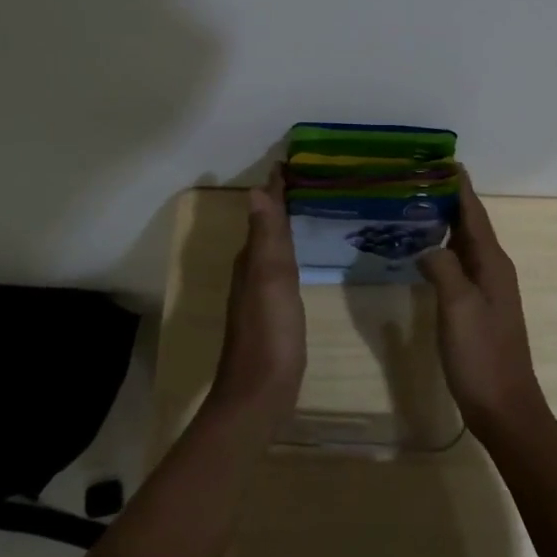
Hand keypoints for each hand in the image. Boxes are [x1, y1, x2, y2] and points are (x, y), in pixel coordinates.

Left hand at [210, 168, 306, 419]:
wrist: (260, 393)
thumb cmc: (270, 333)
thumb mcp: (270, 279)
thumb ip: (266, 237)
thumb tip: (256, 190)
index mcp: (251, 260)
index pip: (263, 213)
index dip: (275, 189)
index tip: (289, 163)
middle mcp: (250, 271)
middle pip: (265, 227)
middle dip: (279, 202)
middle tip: (304, 180)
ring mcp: (258, 294)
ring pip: (270, 248)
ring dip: (283, 227)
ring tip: (305, 210)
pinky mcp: (271, 314)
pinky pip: (279, 269)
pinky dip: (287, 253)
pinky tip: (299, 259)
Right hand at [419, 171, 544, 437]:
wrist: (504, 407)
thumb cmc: (482, 355)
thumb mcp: (458, 307)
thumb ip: (443, 268)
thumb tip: (426, 246)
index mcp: (492, 263)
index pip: (474, 213)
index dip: (459, 186)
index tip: (442, 159)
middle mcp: (492, 269)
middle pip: (470, 223)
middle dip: (448, 198)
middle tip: (417, 177)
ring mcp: (486, 288)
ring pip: (464, 243)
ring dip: (444, 222)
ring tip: (415, 204)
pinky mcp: (476, 306)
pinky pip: (458, 264)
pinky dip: (442, 248)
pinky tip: (423, 250)